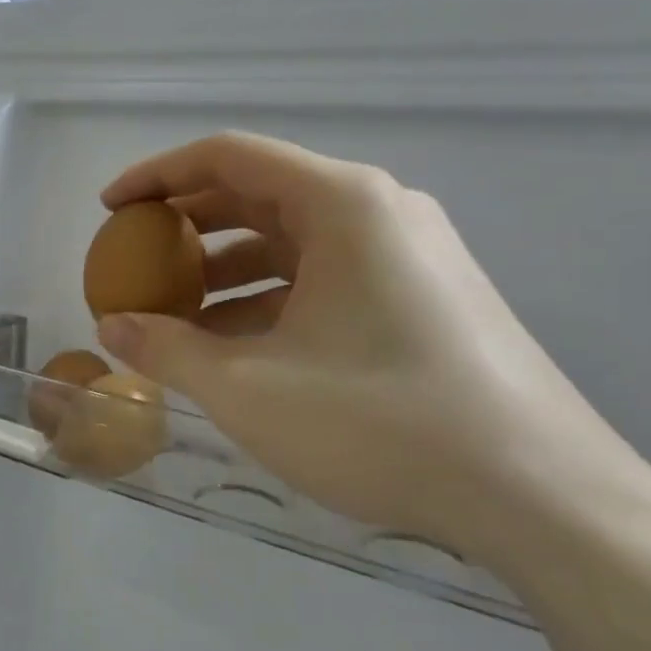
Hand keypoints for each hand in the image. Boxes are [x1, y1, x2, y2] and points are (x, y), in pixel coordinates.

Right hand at [94, 132, 646, 569]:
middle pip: (260, 194)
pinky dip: (270, 300)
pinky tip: (236, 346)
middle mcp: (379, 211)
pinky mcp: (423, 297)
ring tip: (174, 313)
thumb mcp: (249, 388)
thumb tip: (110, 327)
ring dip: (226, 270)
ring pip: (293, 242)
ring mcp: (408, 255)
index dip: (157, 176)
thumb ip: (167, 350)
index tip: (110, 209)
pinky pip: (325, 278)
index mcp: (341, 203)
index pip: (227, 157)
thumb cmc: (381, 422)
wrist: (540, 494)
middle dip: (187, 226)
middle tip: (135, 260)